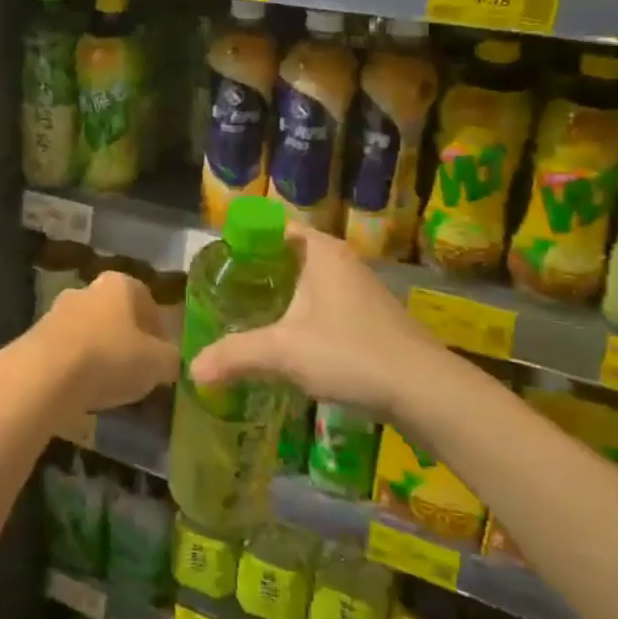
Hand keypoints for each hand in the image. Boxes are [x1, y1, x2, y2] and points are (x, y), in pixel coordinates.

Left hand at [9, 270, 178, 420]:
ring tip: (110, 387)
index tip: (162, 356)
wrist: (45, 375)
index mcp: (120, 284)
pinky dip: (77, 367)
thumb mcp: (158, 364)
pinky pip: (67, 351)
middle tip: (137, 371)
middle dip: (127, 340)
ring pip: (90, 331)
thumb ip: (171, 360)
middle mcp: (88, 289)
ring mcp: (58, 310)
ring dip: (100, 353)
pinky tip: (83, 392)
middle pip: (115, 314)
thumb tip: (172, 361)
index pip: (146, 300)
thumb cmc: (110, 358)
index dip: (158, 329)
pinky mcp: (36, 336)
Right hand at [188, 224, 435, 413]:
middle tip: (225, 293)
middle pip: (289, 255)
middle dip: (258, 272)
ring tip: (249, 318)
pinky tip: (289, 343)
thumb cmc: (350, 353)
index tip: (218, 264)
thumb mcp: (282, 352)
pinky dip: (304, 315)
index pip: (273, 227)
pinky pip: (326, 305)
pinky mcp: (372, 319)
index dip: (244, 240)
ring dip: (282, 297)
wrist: (425, 392)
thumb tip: (192, 370)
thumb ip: (234, 356)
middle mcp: (342, 261)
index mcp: (320, 251)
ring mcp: (361, 290)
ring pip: (309, 283)